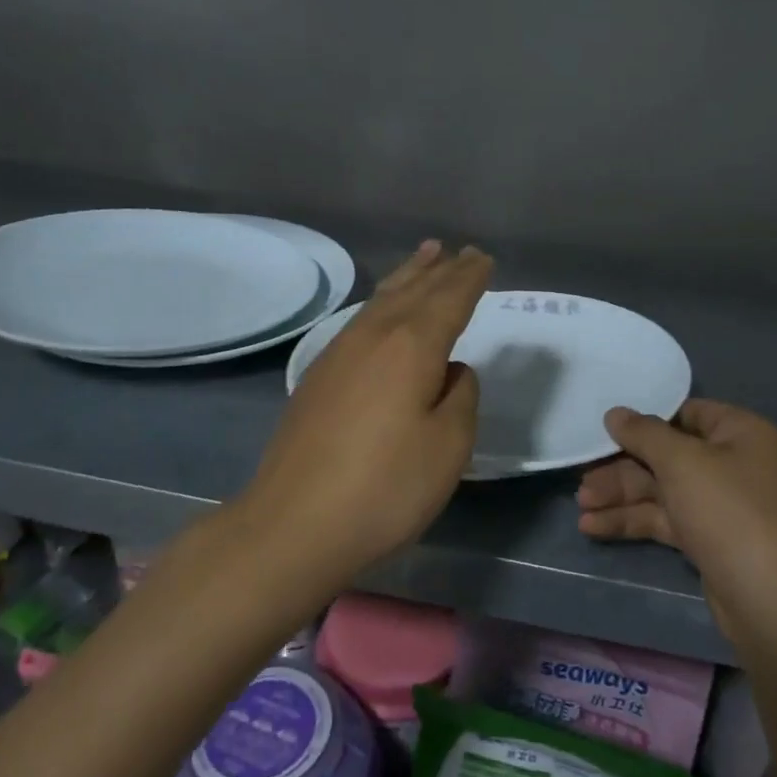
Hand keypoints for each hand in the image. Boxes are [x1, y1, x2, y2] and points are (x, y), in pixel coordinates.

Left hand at [245, 241, 490, 575]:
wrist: (292, 525)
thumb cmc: (384, 488)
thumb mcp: (448, 447)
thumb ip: (460, 398)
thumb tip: (451, 372)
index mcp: (411, 346)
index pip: (449, 299)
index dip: (469, 279)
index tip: (484, 259)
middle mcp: (373, 337)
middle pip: (413, 291)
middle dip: (441, 270)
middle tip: (462, 251)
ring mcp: (339, 354)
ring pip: (381, 300)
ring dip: (408, 277)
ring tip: (425, 256)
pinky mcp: (318, 377)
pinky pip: (361, 319)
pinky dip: (381, 302)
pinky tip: (381, 311)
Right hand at [577, 400, 776, 644]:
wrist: (769, 600)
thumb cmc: (728, 510)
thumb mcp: (681, 461)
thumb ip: (643, 433)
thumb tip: (614, 413)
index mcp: (740, 432)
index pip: (686, 414)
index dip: (646, 421)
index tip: (606, 430)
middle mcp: (733, 463)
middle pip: (668, 456)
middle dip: (623, 468)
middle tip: (582, 478)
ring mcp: (721, 504)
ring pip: (662, 490)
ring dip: (621, 496)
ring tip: (581, 507)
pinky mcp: (708, 539)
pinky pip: (665, 519)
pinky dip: (633, 521)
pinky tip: (594, 527)